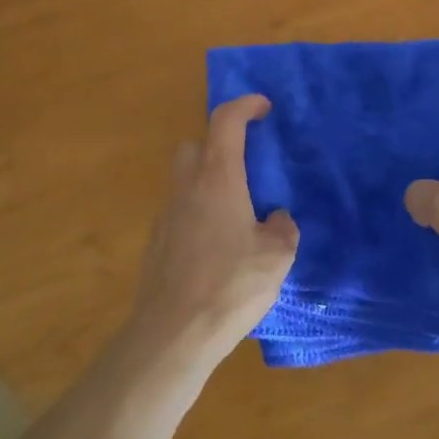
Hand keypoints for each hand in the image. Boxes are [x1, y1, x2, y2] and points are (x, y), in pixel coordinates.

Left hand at [127, 94, 299, 366]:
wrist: (173, 333)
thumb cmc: (230, 285)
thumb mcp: (276, 257)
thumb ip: (281, 229)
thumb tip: (276, 219)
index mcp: (217, 177)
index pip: (226, 121)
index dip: (245, 105)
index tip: (263, 107)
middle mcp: (187, 187)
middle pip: (195, 145)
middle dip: (218, 145)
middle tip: (244, 166)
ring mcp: (166, 214)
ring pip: (184, 179)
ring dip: (207, 181)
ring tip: (236, 211)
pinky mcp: (156, 243)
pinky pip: (179, 212)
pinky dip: (197, 214)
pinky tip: (217, 246)